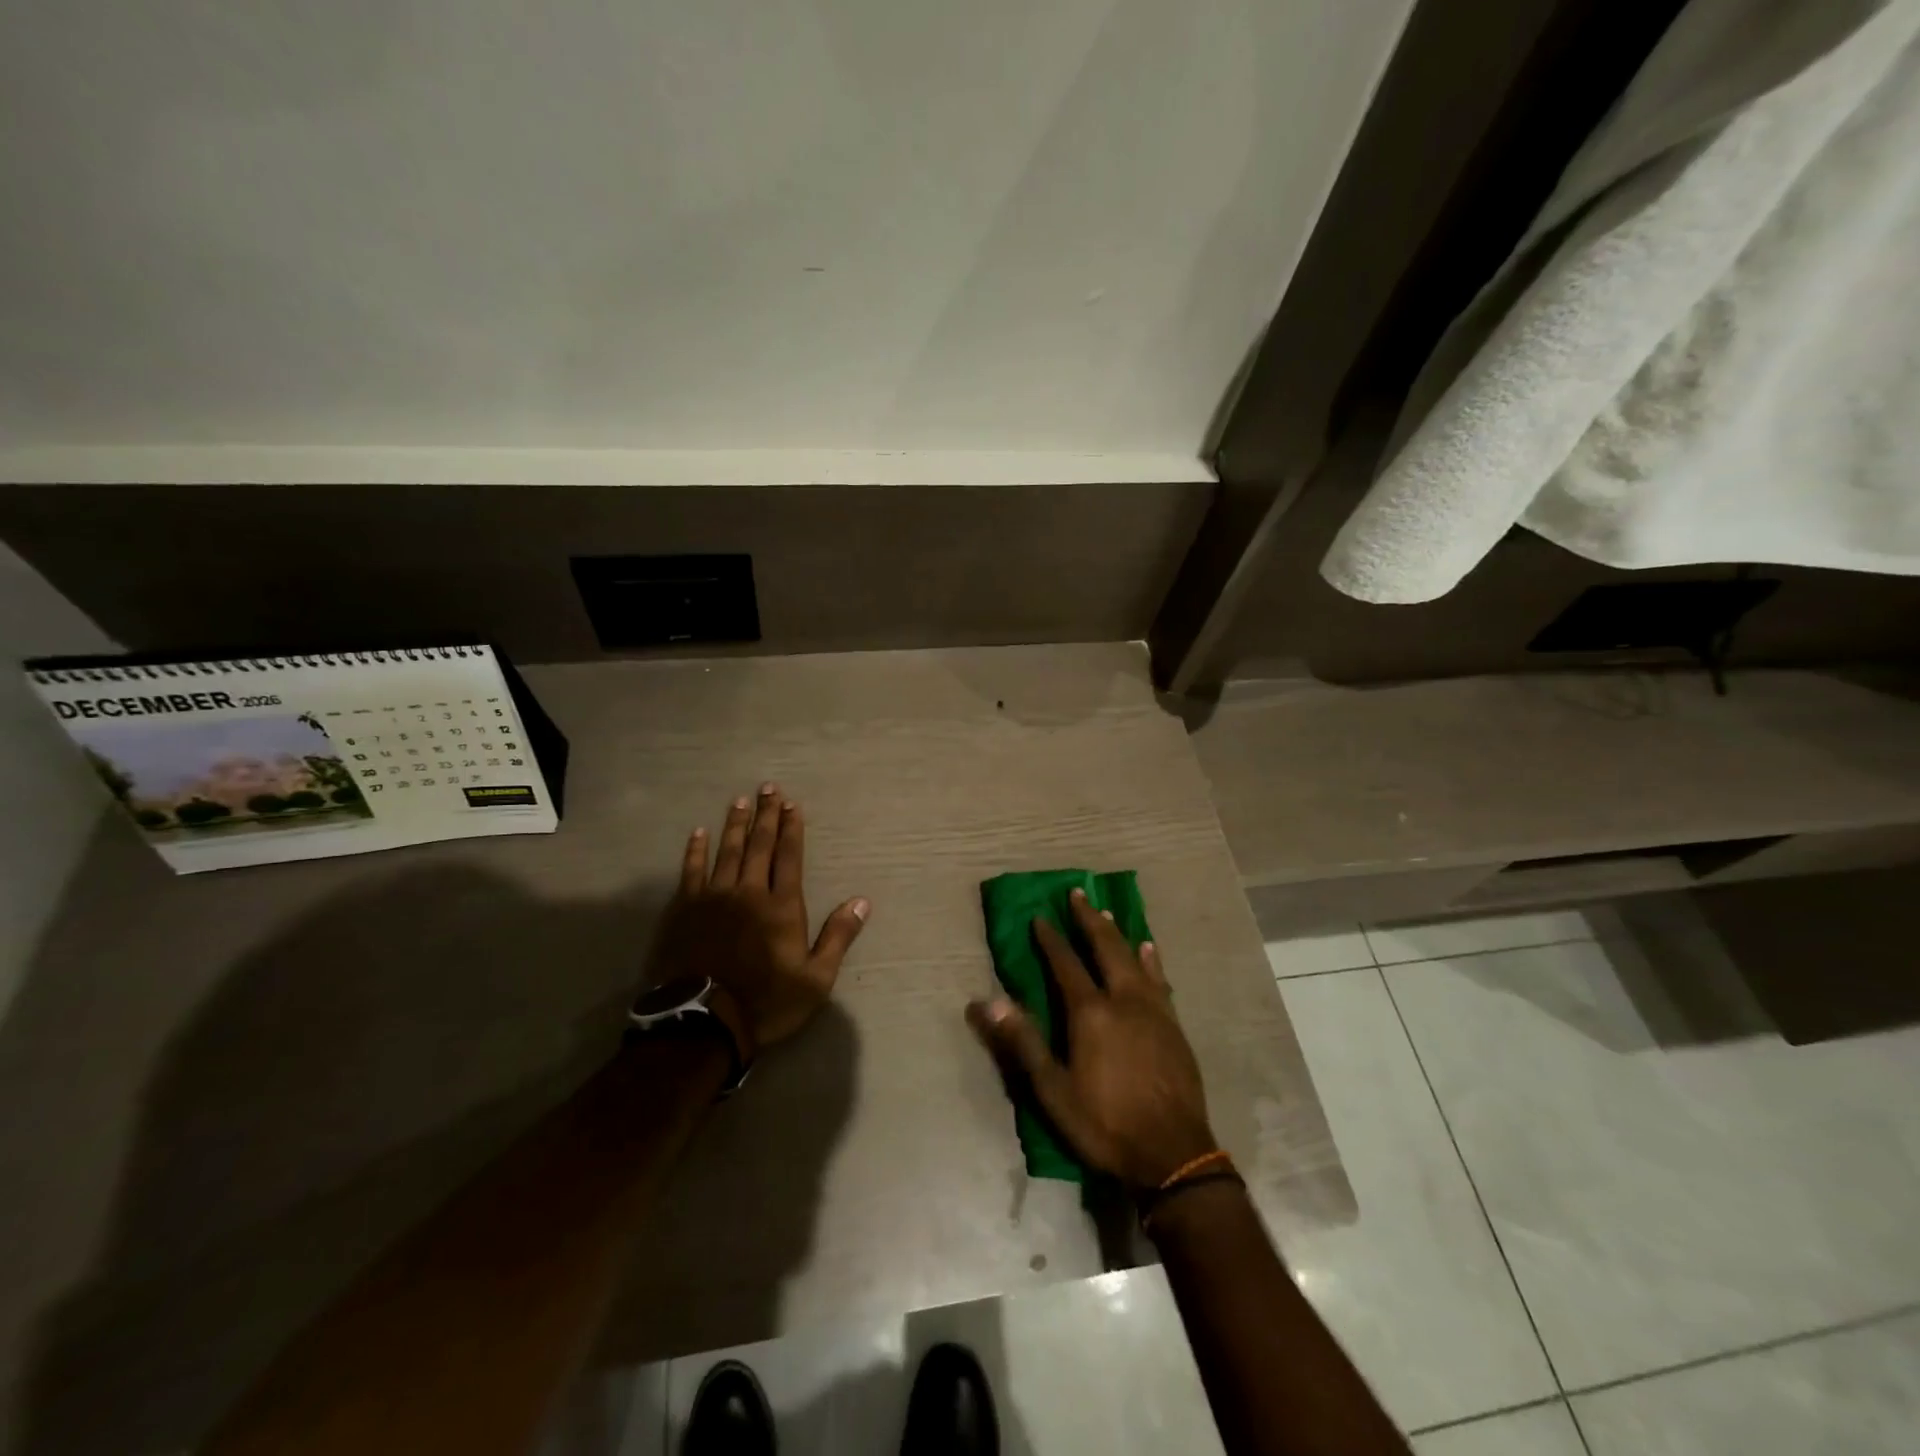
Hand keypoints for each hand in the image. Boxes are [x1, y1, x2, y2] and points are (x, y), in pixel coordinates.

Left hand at [646, 784, 869, 1048]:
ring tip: (740, 800)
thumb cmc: (766, 1002)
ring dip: (736, 824)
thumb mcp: (816, 979)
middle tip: (769, 788)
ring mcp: (713, 898)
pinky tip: (698, 833)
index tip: (792, 804)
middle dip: (767, 815)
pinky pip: (691, 871)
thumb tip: (862, 902)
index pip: (789, 856)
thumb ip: (838, 937)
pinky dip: (695, 850)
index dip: (792, 828)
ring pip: (727, 851)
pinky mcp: (684, 909)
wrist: (702, 1024)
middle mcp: (749, 892)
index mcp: (782, 906)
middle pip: (760, 845)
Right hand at [966, 889, 1215, 1190]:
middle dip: (1088, 920)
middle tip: (1077, 894)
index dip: (1051, 939)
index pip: (1065, 964)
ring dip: (1117, 933)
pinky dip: (1152, 959)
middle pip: (1105, 947)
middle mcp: (1124, 999)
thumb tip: (987, 1001)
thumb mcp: (1053, 1090)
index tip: (1040, 917)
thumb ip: (1022, 1041)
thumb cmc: (1104, 1123)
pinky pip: (1160, 979)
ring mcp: (1154, 1010)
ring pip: (1134, 958)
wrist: (1173, 1154)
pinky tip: (1150, 949)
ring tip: (1107, 912)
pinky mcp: (1174, 1024)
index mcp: (1090, 1012)